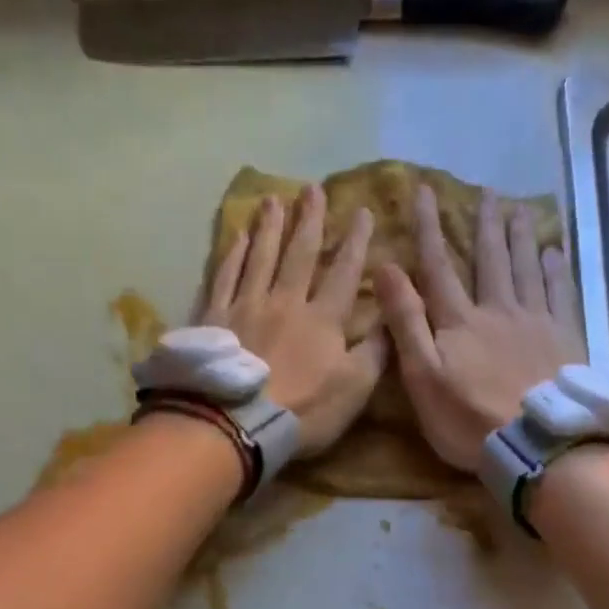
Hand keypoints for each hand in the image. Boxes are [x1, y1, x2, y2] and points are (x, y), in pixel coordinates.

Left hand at [202, 185, 386, 457]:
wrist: (238, 420)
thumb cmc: (304, 410)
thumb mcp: (355, 389)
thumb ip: (375, 352)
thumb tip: (391, 319)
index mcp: (323, 319)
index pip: (344, 273)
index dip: (356, 243)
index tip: (363, 212)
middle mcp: (286, 301)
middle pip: (300, 253)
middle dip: (310, 220)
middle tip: (313, 188)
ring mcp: (247, 306)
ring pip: (261, 256)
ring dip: (270, 226)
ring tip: (275, 198)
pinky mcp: (216, 317)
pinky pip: (226, 276)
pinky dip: (234, 254)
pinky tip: (239, 236)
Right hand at [372, 186, 584, 472]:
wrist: (535, 442)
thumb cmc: (469, 419)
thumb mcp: (422, 377)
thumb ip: (406, 322)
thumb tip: (385, 267)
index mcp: (460, 321)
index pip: (439, 266)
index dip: (429, 228)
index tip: (424, 191)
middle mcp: (498, 309)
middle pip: (490, 259)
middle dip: (485, 224)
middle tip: (488, 191)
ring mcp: (536, 322)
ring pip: (527, 268)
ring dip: (521, 237)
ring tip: (520, 210)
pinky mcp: (565, 339)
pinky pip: (561, 294)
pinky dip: (556, 270)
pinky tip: (555, 253)